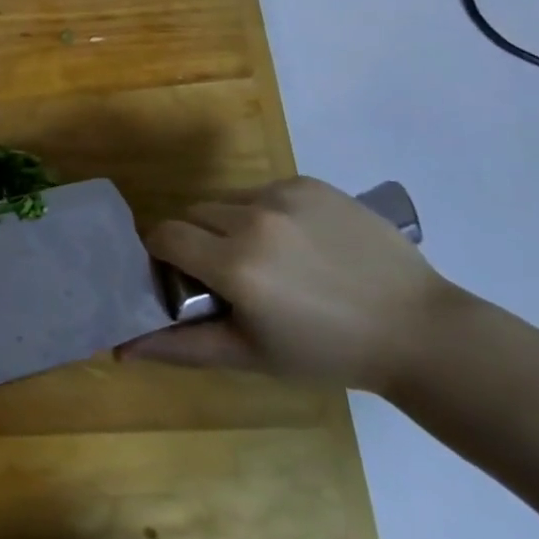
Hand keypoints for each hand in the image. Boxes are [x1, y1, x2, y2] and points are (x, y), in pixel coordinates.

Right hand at [123, 176, 459, 391]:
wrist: (418, 330)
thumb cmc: (328, 353)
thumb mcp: (251, 355)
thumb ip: (182, 346)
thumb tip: (121, 349)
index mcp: (233, 264)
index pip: (164, 235)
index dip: (164, 255)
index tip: (183, 277)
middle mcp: (251, 219)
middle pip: (193, 214)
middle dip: (198, 240)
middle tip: (228, 275)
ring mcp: (282, 195)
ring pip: (226, 200)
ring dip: (230, 224)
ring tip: (268, 259)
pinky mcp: (309, 183)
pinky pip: (263, 191)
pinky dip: (266, 213)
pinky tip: (299, 243)